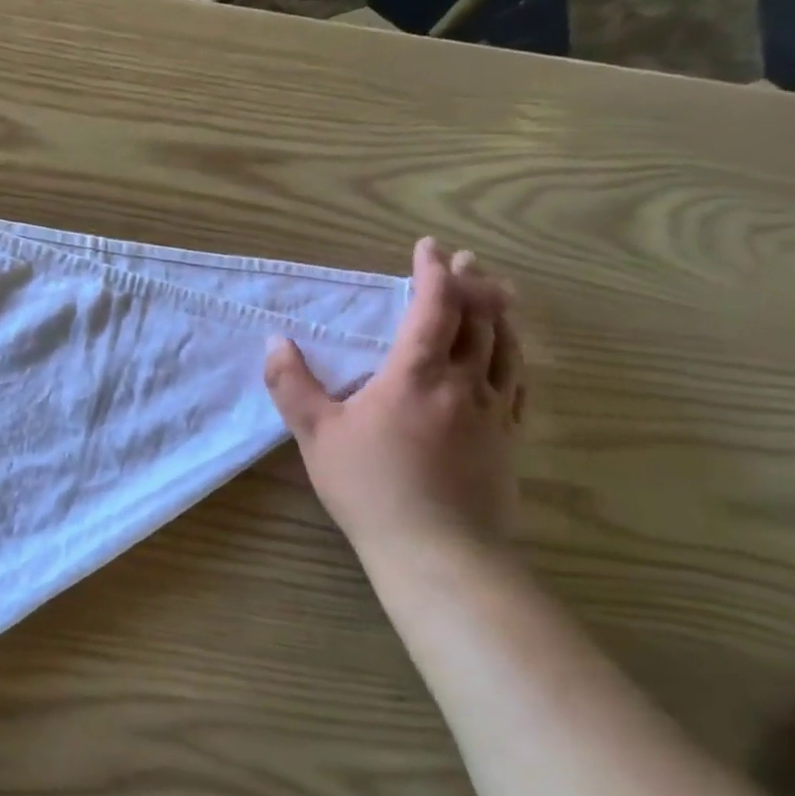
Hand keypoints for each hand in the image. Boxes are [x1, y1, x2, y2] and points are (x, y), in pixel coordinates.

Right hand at [265, 237, 525, 567]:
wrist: (437, 549)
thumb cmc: (370, 486)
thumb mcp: (316, 434)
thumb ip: (292, 385)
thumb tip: (275, 343)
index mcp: (416, 374)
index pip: (434, 307)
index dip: (433, 272)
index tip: (428, 247)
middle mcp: (463, 382)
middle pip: (481, 318)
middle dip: (473, 282)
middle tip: (467, 260)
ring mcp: (493, 410)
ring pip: (508, 347)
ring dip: (501, 313)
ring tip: (497, 293)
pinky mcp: (508, 438)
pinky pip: (519, 383)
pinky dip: (515, 356)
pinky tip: (511, 357)